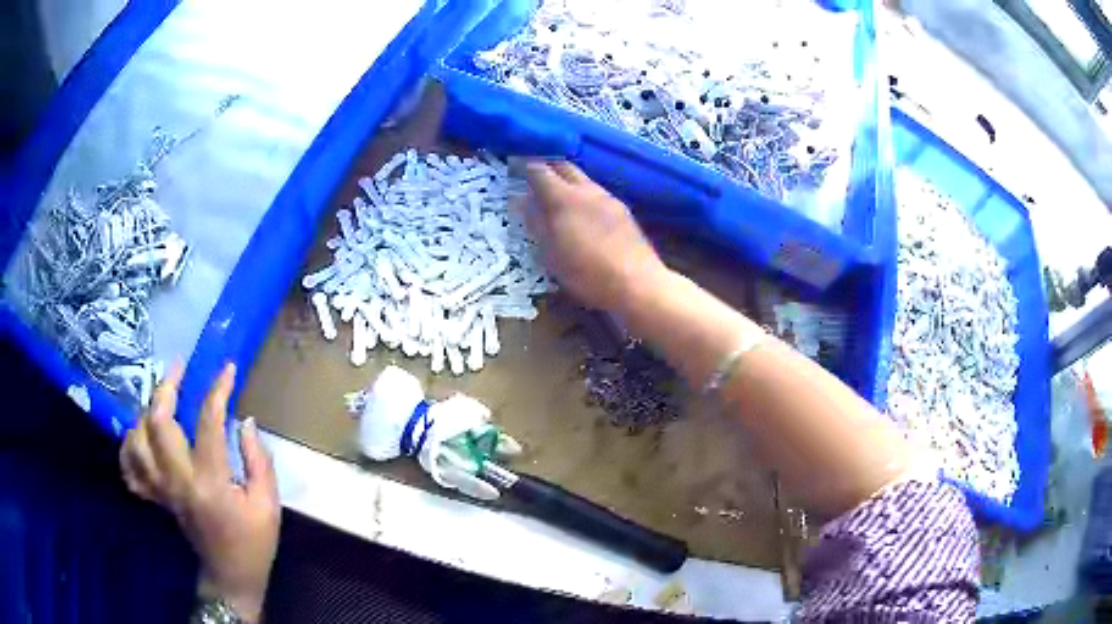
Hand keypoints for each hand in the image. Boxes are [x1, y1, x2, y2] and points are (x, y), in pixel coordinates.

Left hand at [120, 363, 278, 623]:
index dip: (218, 389)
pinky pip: (129, 467)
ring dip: (146, 413)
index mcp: (210, 483)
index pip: (209, 422)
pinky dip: (128, 447)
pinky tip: (139, 436)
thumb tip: (245, 420)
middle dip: (167, 387)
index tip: (227, 368)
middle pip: (158, 422)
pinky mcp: (155, 498)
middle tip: (180, 368)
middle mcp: (178, 481)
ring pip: (137, 440)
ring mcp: (161, 490)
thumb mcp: (268, 504)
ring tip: (161, 401)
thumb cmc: (253, 542)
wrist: (231, 576)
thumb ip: (258, 460)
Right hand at [523, 160, 666, 310]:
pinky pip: (596, 192)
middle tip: (534, 175)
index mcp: (564, 198)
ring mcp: (608, 197)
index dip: (525, 165)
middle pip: (563, 166)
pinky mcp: (622, 210)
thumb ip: (536, 223)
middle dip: (547, 166)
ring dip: (567, 180)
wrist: (637, 283)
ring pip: (582, 178)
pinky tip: (582, 212)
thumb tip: (522, 201)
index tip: (514, 166)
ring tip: (556, 195)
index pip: (539, 170)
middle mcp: (587, 190)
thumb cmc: (587, 273)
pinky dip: (583, 194)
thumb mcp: (551, 253)